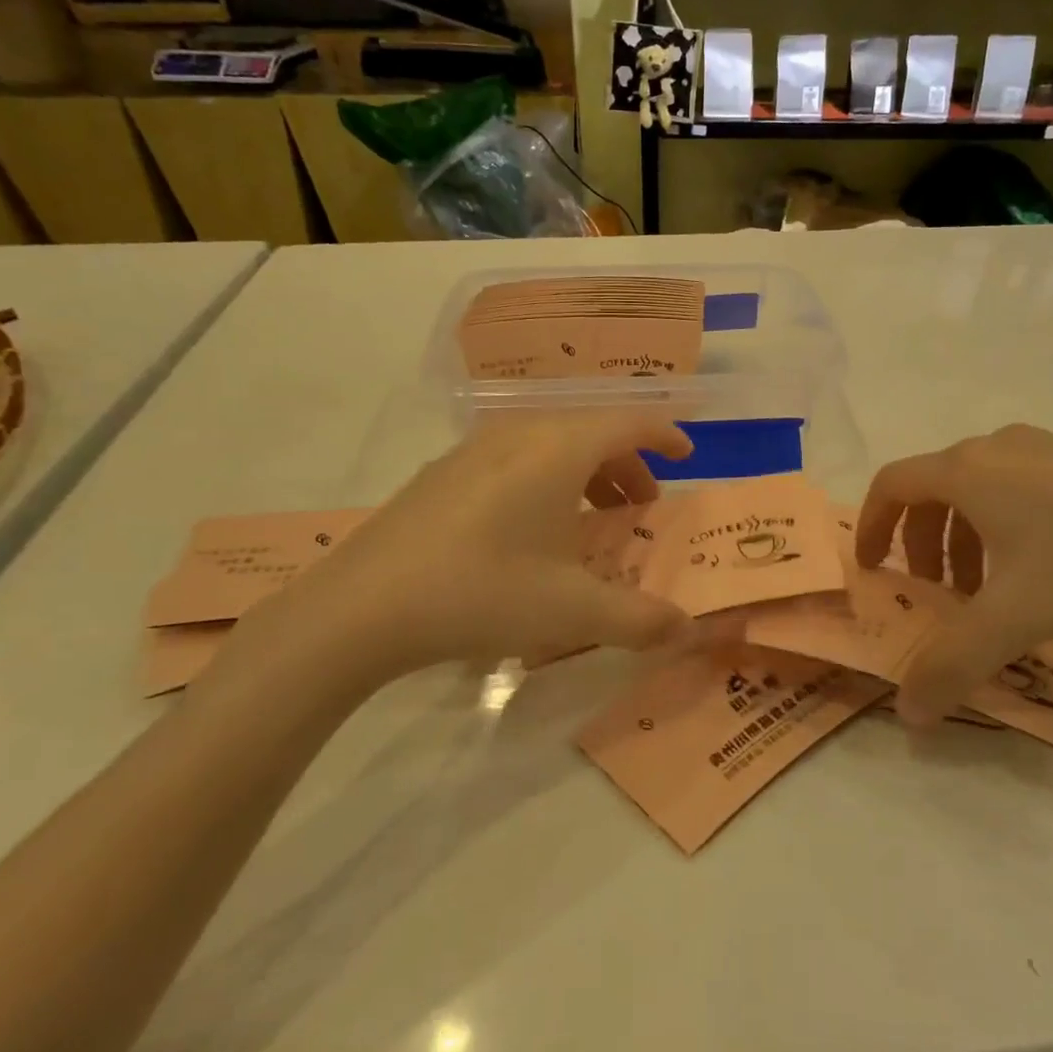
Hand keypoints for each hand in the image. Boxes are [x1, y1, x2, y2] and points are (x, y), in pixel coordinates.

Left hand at [223, 412, 697, 699]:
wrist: (363, 607)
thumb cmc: (483, 592)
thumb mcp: (573, 611)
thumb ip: (640, 619)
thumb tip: (689, 630)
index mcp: (559, 448)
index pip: (629, 421)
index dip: (664, 434)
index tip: (686, 455)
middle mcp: (519, 433)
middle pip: (590, 431)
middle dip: (627, 464)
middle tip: (641, 506)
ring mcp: (474, 449)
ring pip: (549, 443)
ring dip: (584, 472)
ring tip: (591, 519)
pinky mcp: (442, 473)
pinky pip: (513, 458)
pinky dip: (544, 479)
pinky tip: (530, 531)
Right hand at [856, 424, 1052, 724]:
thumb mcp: (1019, 616)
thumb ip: (954, 664)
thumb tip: (908, 714)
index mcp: (966, 471)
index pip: (891, 485)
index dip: (870, 525)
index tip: (872, 568)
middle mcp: (995, 448)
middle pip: (931, 490)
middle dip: (921, 544)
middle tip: (937, 594)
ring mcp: (1043, 448)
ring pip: (976, 491)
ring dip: (963, 539)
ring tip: (989, 590)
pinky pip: (1016, 488)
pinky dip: (1002, 527)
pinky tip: (1043, 569)